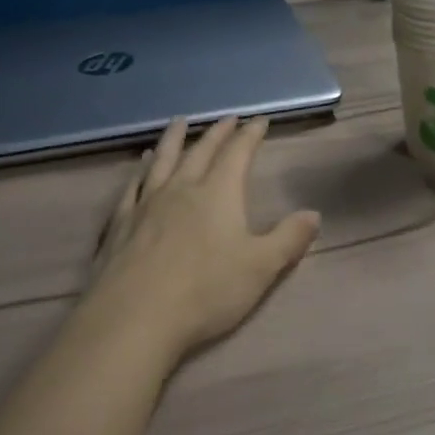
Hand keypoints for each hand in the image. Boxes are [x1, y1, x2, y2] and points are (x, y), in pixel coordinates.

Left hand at [90, 116, 320, 362]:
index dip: (250, 135)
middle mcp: (182, 188)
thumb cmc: (206, 291)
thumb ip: (289, 238)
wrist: (135, 316)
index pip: (238, 153)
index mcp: (218, 193)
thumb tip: (314, 214)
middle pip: (201, 151)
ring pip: (163, 160)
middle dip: (217, 132)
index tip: (259, 120)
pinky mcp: (120, 223)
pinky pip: (133, 186)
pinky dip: (140, 170)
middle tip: (227, 118)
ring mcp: (147, 203)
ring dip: (174, 139)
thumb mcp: (261, 267)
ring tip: (179, 123)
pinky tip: (142, 164)